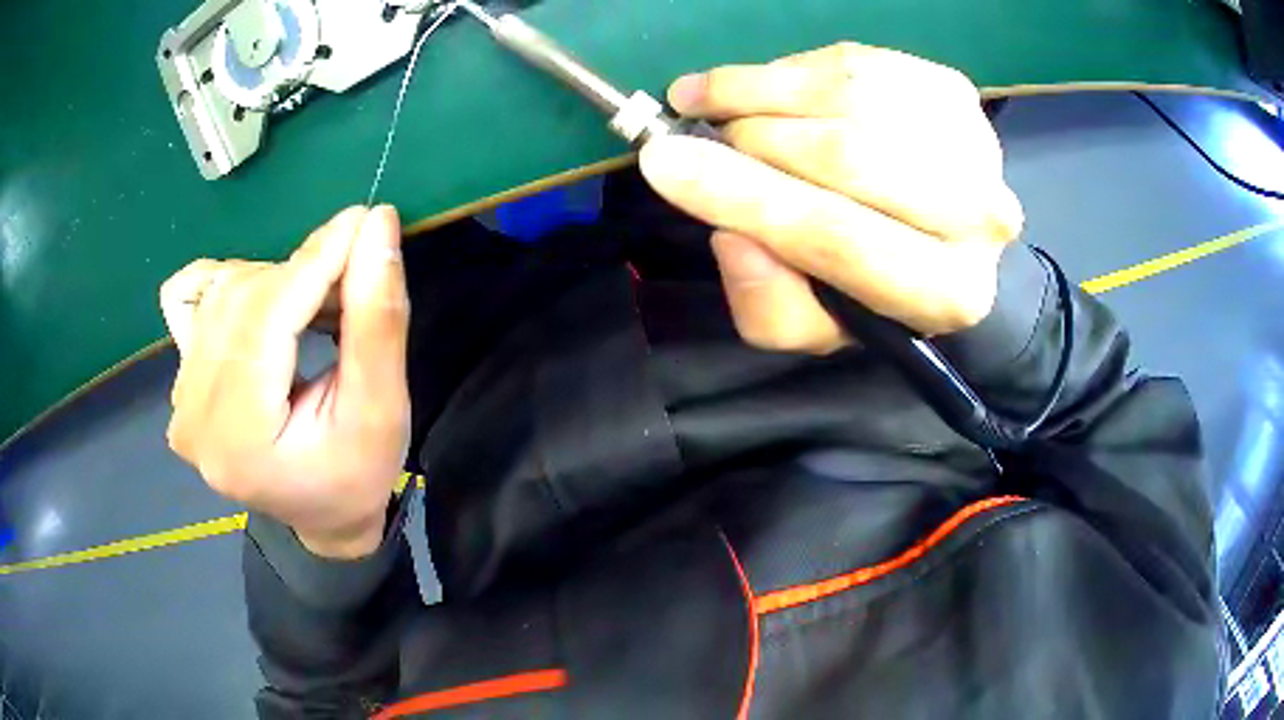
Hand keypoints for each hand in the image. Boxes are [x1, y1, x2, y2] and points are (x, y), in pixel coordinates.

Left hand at [160, 206, 410, 558]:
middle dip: (304, 272)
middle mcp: (193, 413)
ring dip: (278, 281)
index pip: (266, 316)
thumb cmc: (356, 477)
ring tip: (318, 308)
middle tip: (355, 278)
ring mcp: (179, 397)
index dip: (316, 260)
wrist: (321, 516)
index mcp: (238, 437)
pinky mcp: (180, 383)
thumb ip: (377, 320)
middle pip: (242, 299)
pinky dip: (231, 286)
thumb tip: (377, 225)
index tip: (366, 220)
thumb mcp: (382, 410)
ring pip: (223, 293)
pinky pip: (190, 300)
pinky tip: (261, 311)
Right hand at [640, 43, 1022, 352]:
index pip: (838, 237)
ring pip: (848, 96)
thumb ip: (770, 305)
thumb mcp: (814, 324)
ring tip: (714, 98)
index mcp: (949, 293)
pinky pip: (854, 62)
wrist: (939, 231)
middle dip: (752, 139)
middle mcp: (980, 217)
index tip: (662, 161)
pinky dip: (793, 68)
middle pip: (846, 155)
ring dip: (761, 89)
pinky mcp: (954, 90)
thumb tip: (732, 236)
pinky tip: (767, 85)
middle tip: (699, 132)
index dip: (743, 195)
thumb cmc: (871, 283)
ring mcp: (974, 142)